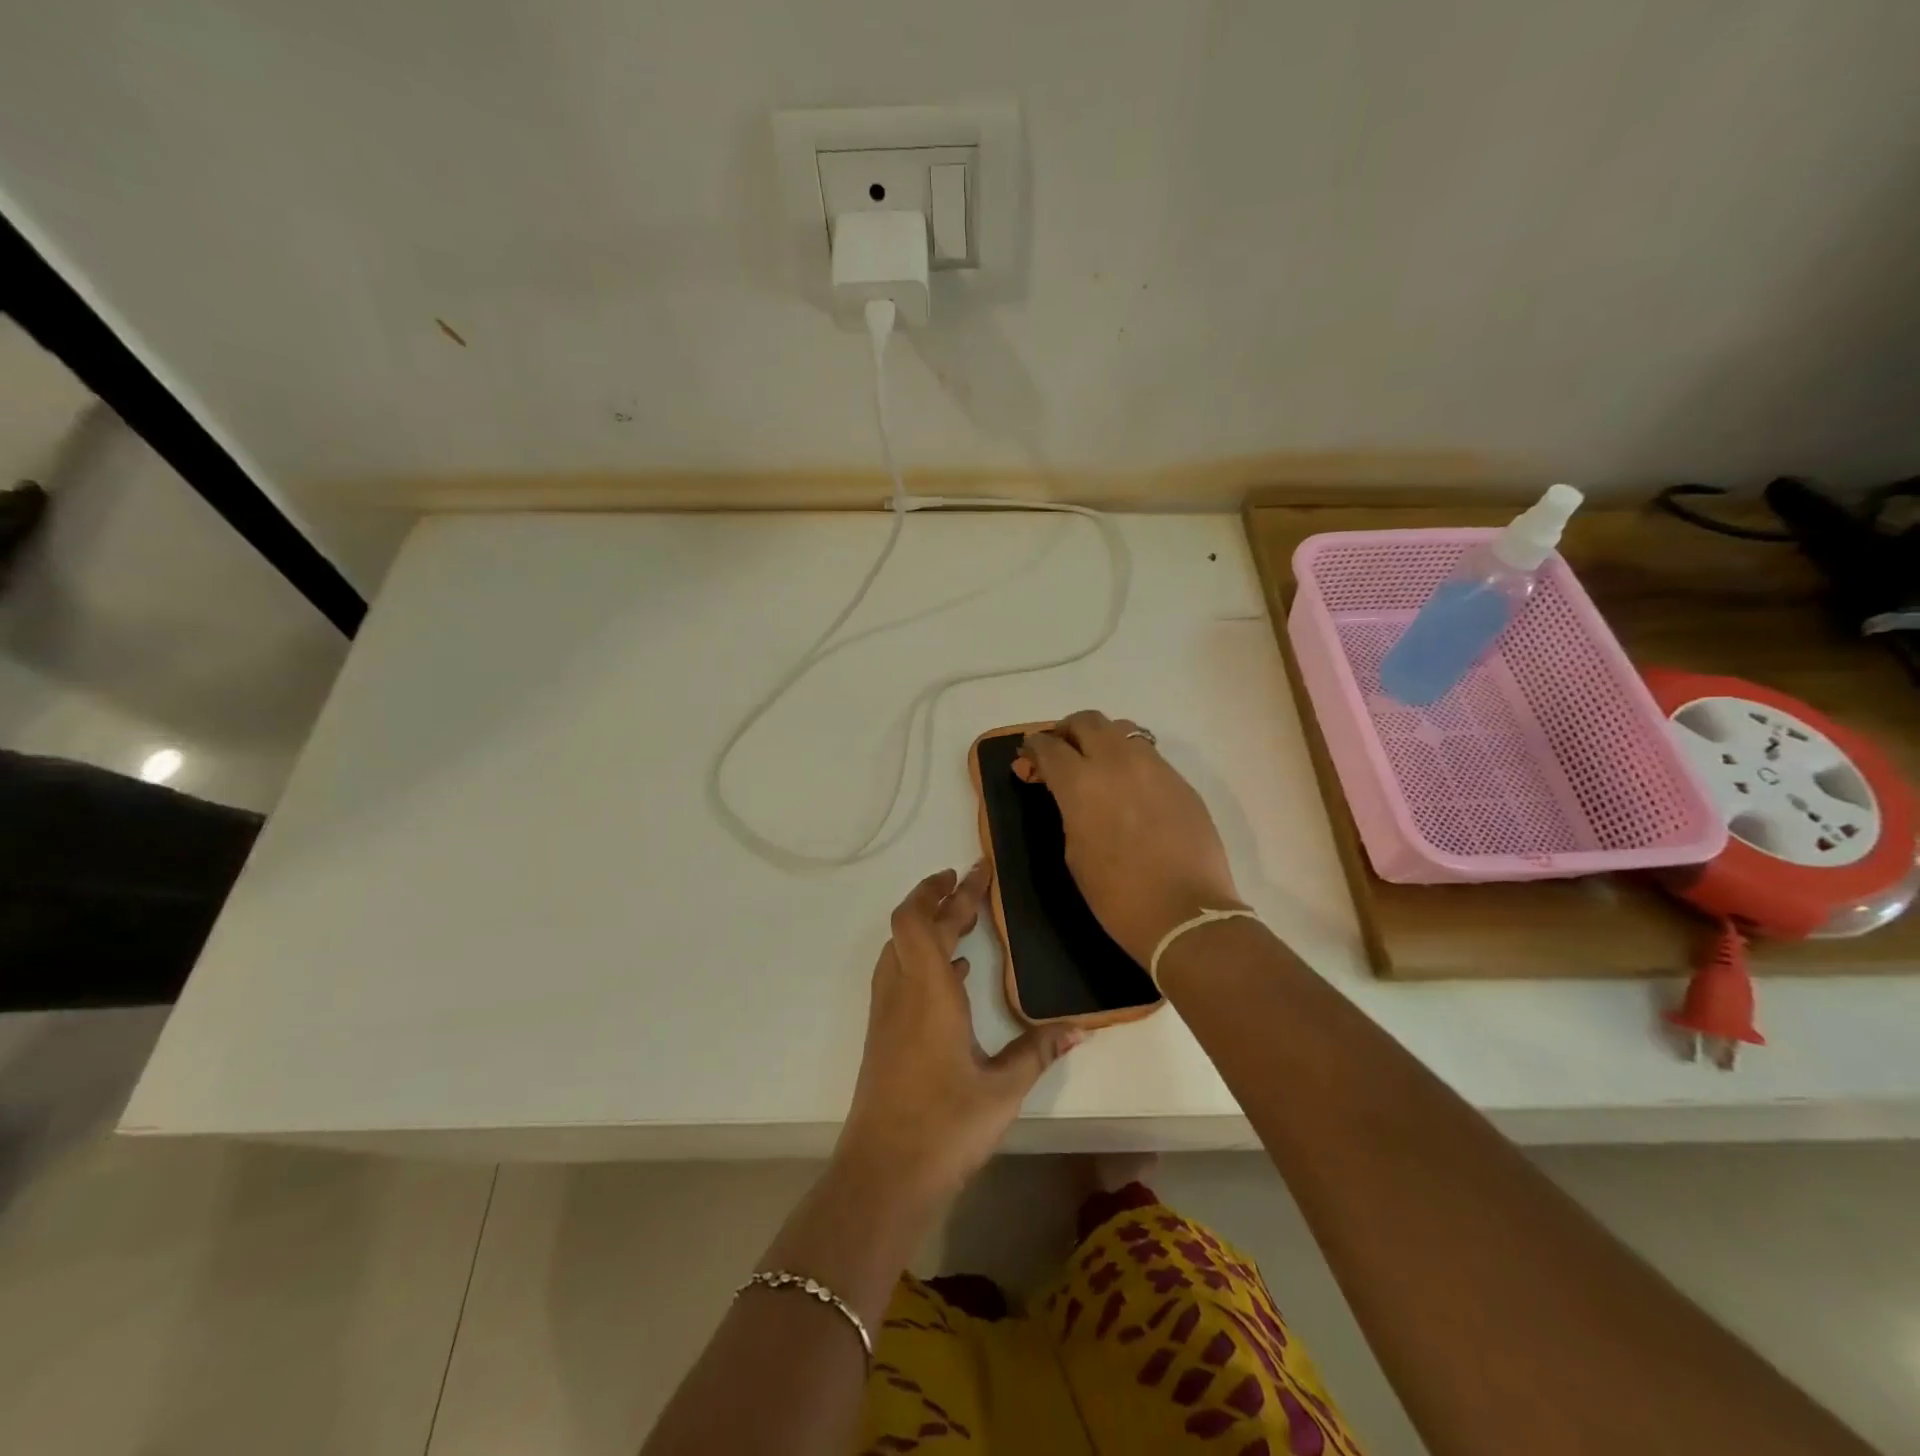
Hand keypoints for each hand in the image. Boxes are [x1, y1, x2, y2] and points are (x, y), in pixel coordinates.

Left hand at [835, 863, 1082, 1205]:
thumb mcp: (1002, 1089)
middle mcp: (901, 991)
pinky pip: (899, 974)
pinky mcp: (883, 1034)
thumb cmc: (944, 1126)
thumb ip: (1039, 1051)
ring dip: (927, 926)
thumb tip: (1080, 1028)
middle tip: (973, 885)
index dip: (941, 889)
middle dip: (941, 900)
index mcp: (927, 991)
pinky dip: (923, 958)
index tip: (970, 871)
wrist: (882, 1176)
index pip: (921, 919)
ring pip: (899, 948)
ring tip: (963, 921)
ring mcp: (886, 1013)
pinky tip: (953, 974)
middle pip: (911, 926)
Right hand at [1017, 710, 1244, 966]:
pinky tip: (1129, 787)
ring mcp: (1154, 767)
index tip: (1028, 761)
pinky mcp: (1180, 781)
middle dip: (1066, 731)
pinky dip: (1129, 759)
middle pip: (1086, 721)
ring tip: (1096, 764)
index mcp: (1081, 782)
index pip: (1049, 746)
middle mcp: (1117, 762)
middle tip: (1059, 753)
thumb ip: (1066, 808)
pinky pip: (1149, 754)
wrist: (1186, 915)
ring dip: (1101, 738)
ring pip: (1122, 730)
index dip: (1033, 749)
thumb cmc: (1117, 895)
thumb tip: (1063, 790)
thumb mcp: (1074, 851)